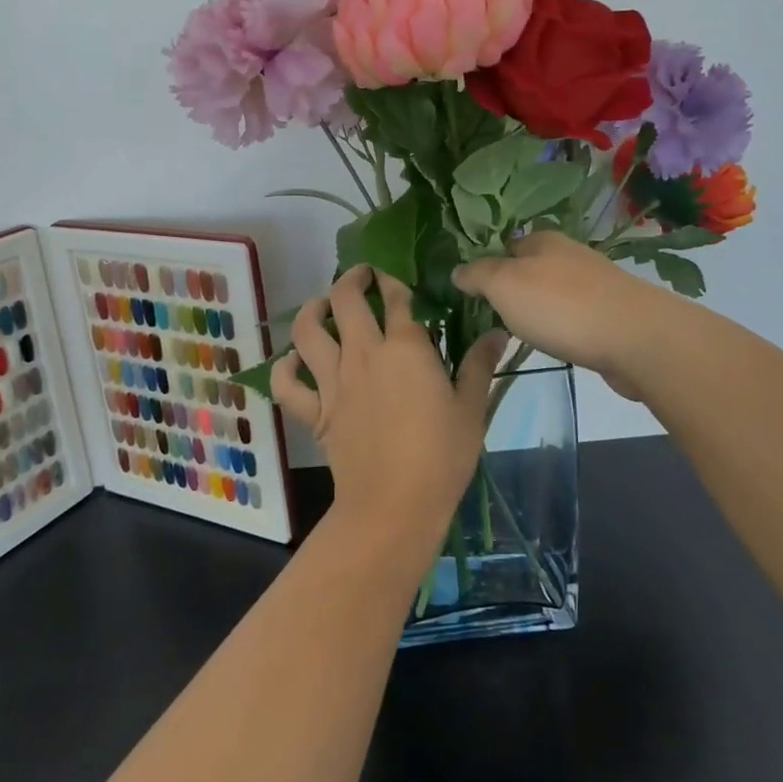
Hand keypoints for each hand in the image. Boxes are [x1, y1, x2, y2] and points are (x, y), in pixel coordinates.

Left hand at [272, 265, 504, 554]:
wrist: (394, 505)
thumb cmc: (442, 456)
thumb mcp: (471, 409)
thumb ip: (479, 365)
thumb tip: (498, 331)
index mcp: (405, 348)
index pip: (396, 298)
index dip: (393, 282)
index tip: (395, 280)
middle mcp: (363, 354)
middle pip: (344, 300)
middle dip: (351, 279)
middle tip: (360, 277)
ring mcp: (333, 381)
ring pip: (307, 331)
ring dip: (311, 309)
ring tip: (321, 305)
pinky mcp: (315, 412)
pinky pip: (287, 384)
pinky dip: (285, 369)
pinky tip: (293, 362)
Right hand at [451, 232, 663, 400]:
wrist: (636, 339)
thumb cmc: (561, 306)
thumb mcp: (503, 285)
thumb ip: (477, 275)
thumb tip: (456, 271)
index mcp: (542, 240)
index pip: (504, 245)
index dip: (485, 265)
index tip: (470, 291)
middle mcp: (569, 255)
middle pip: (530, 268)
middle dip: (512, 289)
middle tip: (489, 316)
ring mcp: (594, 284)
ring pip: (553, 293)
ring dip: (538, 309)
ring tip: (519, 333)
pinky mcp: (612, 314)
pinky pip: (574, 316)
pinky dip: (562, 326)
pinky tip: (555, 342)